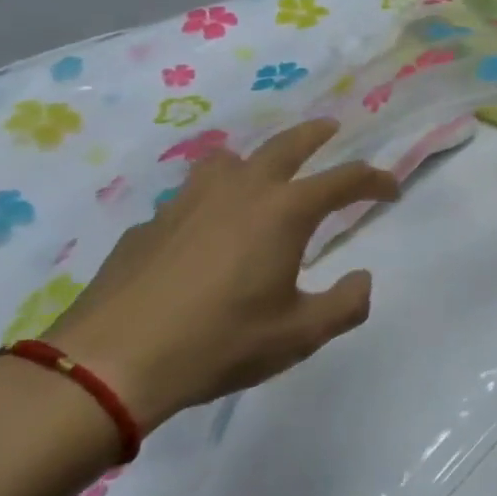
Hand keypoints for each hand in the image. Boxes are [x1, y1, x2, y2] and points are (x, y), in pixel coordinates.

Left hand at [44, 120, 398, 431]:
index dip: (376, 181)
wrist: (106, 366)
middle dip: (316, 134)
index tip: (391, 190)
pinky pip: (188, 200)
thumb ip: (345, 305)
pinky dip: (208, 205)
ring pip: (227, 160)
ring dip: (253, 161)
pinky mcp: (148, 226)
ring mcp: (187, 204)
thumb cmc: (218, 343)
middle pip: (286, 144)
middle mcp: (241, 191)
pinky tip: (202, 239)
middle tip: (332, 129)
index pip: (346, 179)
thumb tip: (362, 279)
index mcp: (285, 211)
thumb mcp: (299, 335)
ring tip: (259, 177)